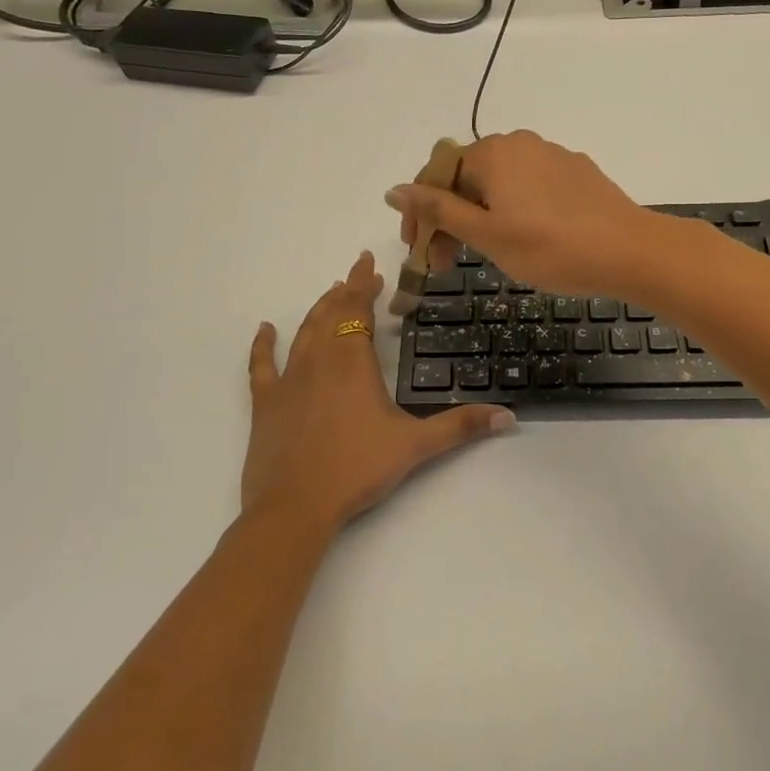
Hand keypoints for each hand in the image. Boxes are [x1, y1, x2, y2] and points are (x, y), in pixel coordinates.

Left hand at [243, 252, 512, 529]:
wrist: (295, 506)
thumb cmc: (357, 469)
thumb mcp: (415, 446)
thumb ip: (460, 427)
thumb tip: (508, 416)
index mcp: (353, 362)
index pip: (358, 310)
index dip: (364, 285)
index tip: (369, 264)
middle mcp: (319, 360)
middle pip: (331, 314)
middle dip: (345, 291)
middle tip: (356, 273)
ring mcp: (288, 380)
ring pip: (304, 332)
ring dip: (317, 310)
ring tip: (329, 293)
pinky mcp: (265, 403)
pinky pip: (262, 365)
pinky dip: (262, 345)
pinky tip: (265, 330)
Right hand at [386, 131, 662, 298]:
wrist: (630, 251)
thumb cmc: (551, 248)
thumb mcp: (486, 235)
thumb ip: (438, 210)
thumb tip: (394, 188)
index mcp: (492, 153)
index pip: (436, 176)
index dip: (419, 215)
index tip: (418, 252)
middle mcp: (519, 143)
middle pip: (467, 178)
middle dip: (449, 219)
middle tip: (445, 264)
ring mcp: (551, 155)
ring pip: (499, 184)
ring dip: (480, 216)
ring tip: (483, 253)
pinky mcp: (576, 172)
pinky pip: (529, 187)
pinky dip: (512, 210)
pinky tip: (524, 238)